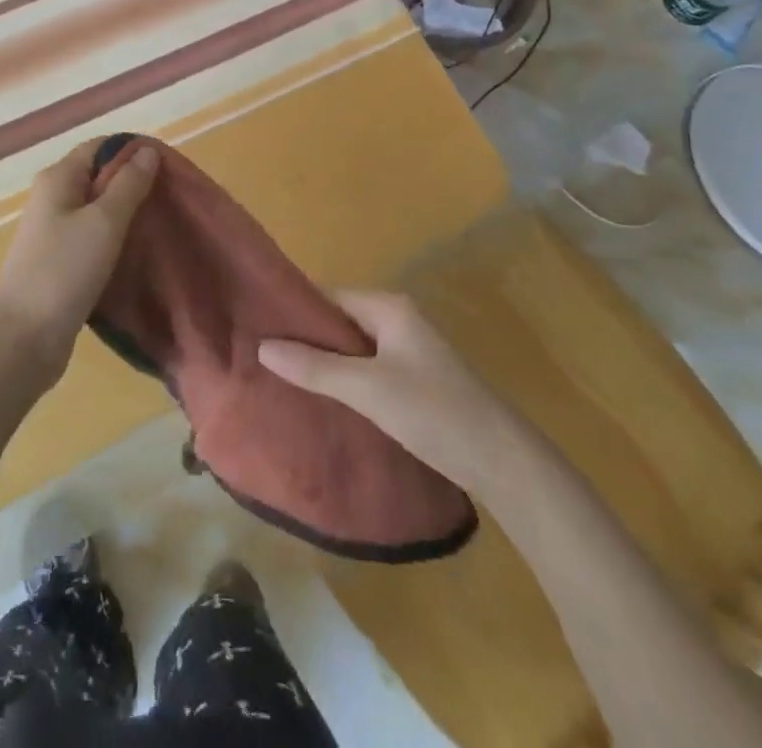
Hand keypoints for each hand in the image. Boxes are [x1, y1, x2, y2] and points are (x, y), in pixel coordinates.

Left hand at [0, 140, 158, 382]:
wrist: (23, 338)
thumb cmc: (64, 270)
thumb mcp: (104, 222)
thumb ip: (128, 185)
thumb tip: (147, 150)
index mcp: (58, 178)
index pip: (100, 147)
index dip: (133, 151)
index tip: (170, 168)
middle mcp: (52, 198)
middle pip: (99, 177)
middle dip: (134, 184)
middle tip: (172, 199)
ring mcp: (53, 232)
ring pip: (97, 210)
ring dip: (127, 215)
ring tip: (162, 225)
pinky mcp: (59, 262)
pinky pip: (93, 238)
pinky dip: (115, 240)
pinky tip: (139, 253)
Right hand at [258, 290, 528, 494]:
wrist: (507, 465)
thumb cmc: (435, 412)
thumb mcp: (368, 389)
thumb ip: (315, 367)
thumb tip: (262, 347)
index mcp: (387, 307)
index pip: (326, 295)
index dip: (292, 309)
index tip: (254, 323)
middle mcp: (396, 319)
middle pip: (337, 320)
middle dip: (303, 337)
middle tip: (259, 353)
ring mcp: (407, 351)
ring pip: (350, 347)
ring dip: (321, 360)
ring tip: (278, 375)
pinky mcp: (413, 380)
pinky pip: (365, 368)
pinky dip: (341, 378)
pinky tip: (318, 395)